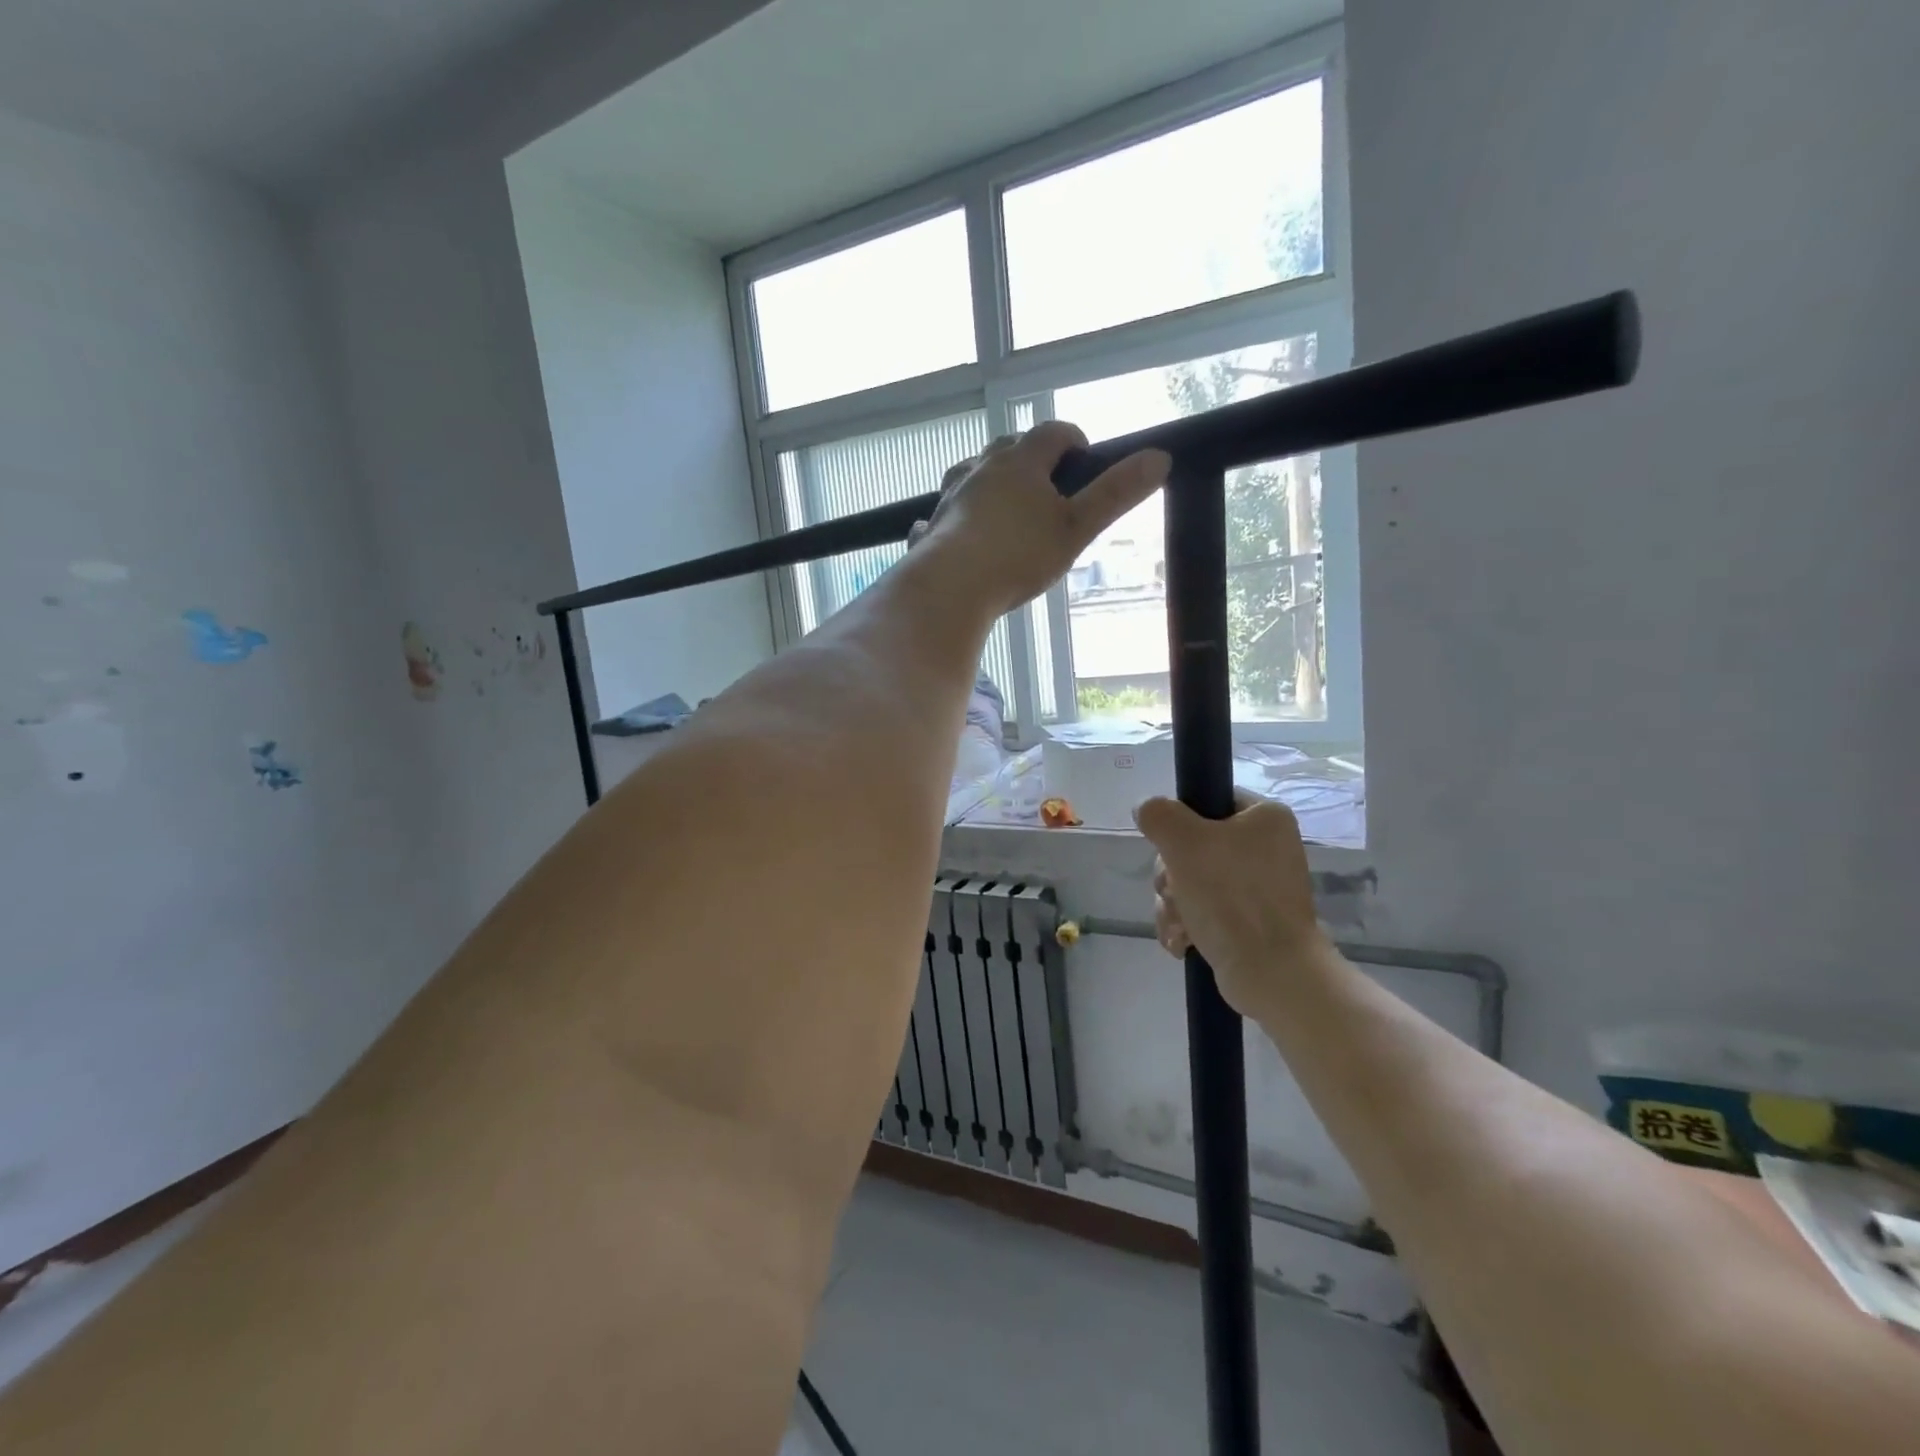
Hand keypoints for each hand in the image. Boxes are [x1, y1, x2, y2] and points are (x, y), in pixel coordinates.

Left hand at [915, 424, 1169, 618]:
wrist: (950, 589)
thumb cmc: (1019, 556)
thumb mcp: (1076, 528)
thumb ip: (1116, 495)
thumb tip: (1160, 458)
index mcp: (1020, 461)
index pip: (1053, 432)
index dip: (1074, 440)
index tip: (1085, 461)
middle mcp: (982, 468)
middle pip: (1010, 447)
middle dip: (1031, 459)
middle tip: (1049, 487)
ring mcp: (952, 496)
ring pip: (973, 473)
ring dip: (990, 480)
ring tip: (1005, 505)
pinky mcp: (931, 526)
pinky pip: (943, 511)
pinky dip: (953, 515)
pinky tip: (953, 528)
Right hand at [1135, 793, 1328, 1019]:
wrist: (1272, 971)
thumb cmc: (1231, 896)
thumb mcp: (1184, 842)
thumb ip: (1159, 815)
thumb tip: (1146, 808)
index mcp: (1265, 818)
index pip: (1208, 800)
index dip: (1180, 821)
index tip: (1169, 845)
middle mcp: (1266, 847)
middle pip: (1192, 845)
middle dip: (1170, 874)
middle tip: (1173, 891)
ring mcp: (1258, 887)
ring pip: (1191, 880)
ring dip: (1173, 903)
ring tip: (1178, 924)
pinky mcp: (1248, 920)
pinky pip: (1203, 909)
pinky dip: (1186, 923)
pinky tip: (1182, 941)